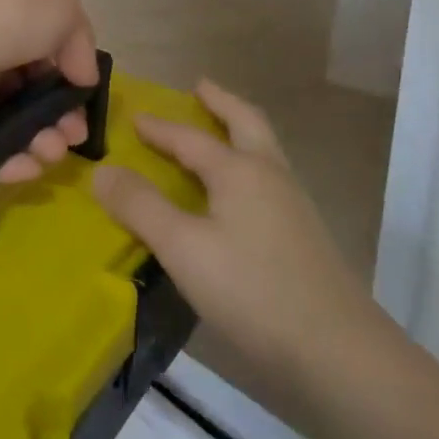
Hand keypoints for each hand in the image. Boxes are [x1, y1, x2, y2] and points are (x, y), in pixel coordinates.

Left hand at [0, 0, 100, 181]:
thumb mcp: (59, 5)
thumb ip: (80, 39)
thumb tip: (82, 76)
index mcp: (12, 15)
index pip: (49, 49)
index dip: (71, 76)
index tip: (85, 101)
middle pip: (34, 92)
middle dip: (60, 117)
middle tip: (72, 137)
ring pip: (14, 124)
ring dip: (41, 142)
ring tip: (50, 152)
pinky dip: (9, 161)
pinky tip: (26, 167)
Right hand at [93, 79, 386, 385]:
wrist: (336, 350)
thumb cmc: (251, 290)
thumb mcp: (182, 247)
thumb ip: (141, 207)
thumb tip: (102, 171)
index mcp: (240, 170)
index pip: (191, 138)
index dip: (160, 128)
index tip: (135, 116)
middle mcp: (270, 176)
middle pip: (246, 123)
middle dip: (221, 102)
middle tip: (200, 87)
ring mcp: (293, 205)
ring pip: (264, 151)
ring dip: (238, 131)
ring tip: (217, 133)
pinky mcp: (304, 236)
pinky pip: (269, 180)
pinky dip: (247, 166)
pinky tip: (238, 195)